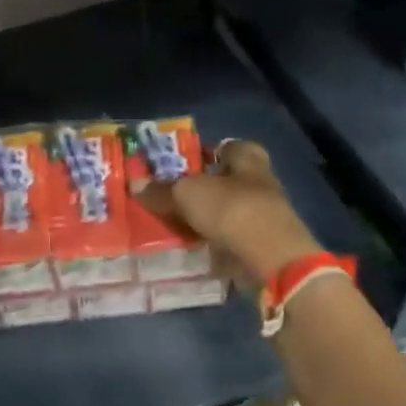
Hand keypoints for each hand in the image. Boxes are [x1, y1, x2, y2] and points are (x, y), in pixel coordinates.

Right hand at [132, 139, 321, 290]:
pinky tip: (191, 249)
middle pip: (228, 182)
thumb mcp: (187, 194)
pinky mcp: (261, 247)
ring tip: (174, 224)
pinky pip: (230, 240)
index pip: (230, 147)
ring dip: (207, 218)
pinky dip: (213, 244)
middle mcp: (260, 184)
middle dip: (203, 188)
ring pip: (228, 213)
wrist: (270, 258)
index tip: (184, 162)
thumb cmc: (231, 209)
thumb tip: (135, 185)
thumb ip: (162, 190)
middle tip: (171, 195)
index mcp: (249, 160)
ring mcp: (263, 218)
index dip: (208, 152)